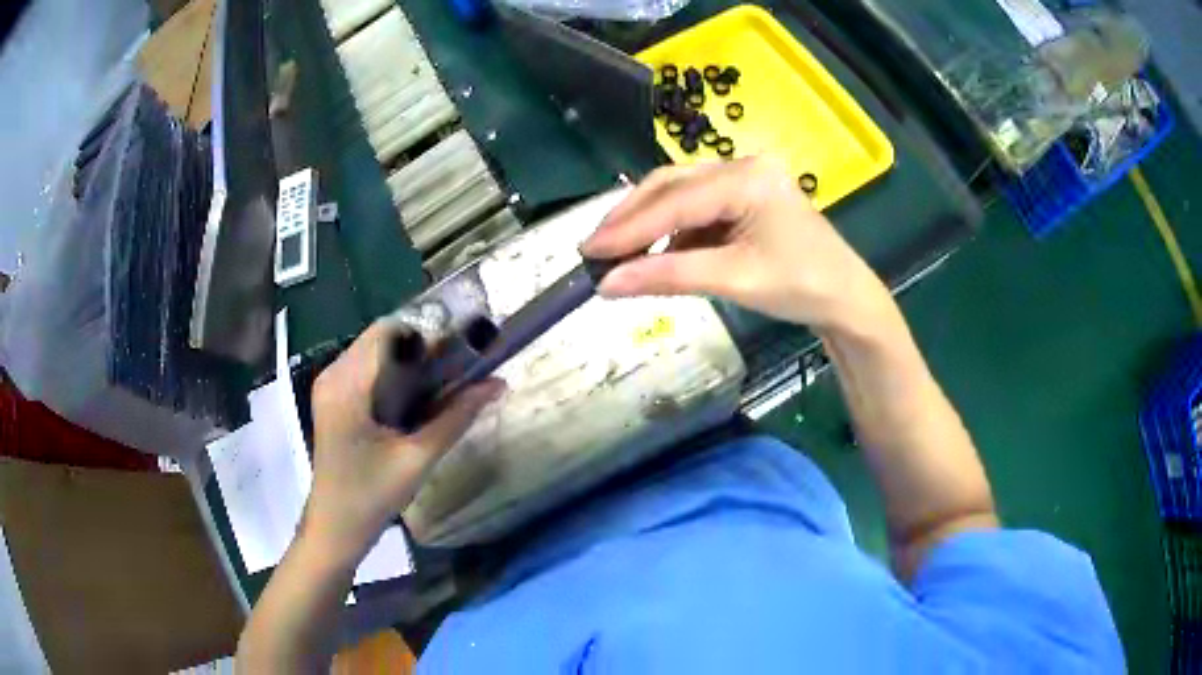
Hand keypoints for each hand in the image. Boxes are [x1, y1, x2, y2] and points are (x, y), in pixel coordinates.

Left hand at [303, 321, 505, 556]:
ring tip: (450, 376)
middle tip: (464, 362)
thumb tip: (496, 384)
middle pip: (383, 338)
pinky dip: (397, 374)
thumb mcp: (418, 458)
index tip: (465, 343)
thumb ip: (456, 418)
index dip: (429, 330)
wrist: (335, 529)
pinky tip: (422, 393)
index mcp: (347, 383)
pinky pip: (369, 371)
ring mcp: (331, 387)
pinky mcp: (335, 400)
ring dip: (412, 360)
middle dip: (424, 345)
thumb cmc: (371, 496)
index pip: (389, 331)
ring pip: (377, 354)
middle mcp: (334, 374)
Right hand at [582, 157, 892, 332]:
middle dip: (632, 217)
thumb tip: (607, 285)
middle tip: (594, 247)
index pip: (674, 201)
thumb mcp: (733, 279)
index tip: (588, 251)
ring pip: (680, 194)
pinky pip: (696, 208)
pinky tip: (655, 252)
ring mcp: (744, 179)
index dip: (628, 228)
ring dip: (648, 222)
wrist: (846, 299)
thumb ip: (668, 276)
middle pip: (671, 185)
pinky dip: (671, 230)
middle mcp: (741, 167)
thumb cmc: (801, 286)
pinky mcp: (744, 198)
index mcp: (746, 178)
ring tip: (616, 253)